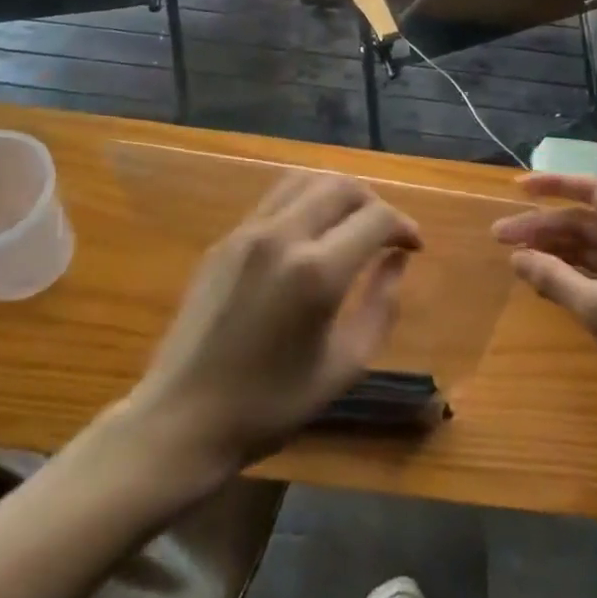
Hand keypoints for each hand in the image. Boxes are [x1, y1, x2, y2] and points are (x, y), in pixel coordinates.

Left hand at [130, 171, 420, 473]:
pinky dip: (305, 201)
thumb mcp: (343, 367)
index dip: (404, 226)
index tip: (414, 246)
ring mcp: (248, 231)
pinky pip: (275, 199)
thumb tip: (397, 261)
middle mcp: (282, 235)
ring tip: (351, 223)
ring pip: (305, 180)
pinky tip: (310, 234)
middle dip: (374, 201)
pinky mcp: (226, 238)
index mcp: (316, 271)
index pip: (375, 218)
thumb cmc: (270, 405)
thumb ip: (380, 307)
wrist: (183, 417)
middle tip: (387, 232)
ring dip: (338, 193)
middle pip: (341, 186)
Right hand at [493, 174, 596, 426]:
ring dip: (553, 250)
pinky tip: (542, 283)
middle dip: (542, 226)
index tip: (515, 188)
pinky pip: (596, 272)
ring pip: (588, 247)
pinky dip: (569, 274)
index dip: (552, 185)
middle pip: (583, 220)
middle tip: (499, 236)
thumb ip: (555, 278)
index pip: (591, 189)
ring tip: (514, 259)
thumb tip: (516, 257)